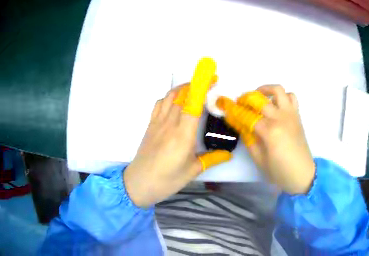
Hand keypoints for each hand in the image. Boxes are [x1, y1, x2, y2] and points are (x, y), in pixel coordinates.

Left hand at [124, 58, 231, 207]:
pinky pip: (159, 104)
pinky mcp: (150, 125)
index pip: (193, 103)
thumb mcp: (193, 171)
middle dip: (196, 84)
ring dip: (182, 88)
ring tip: (193, 88)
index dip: (203, 87)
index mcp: (183, 134)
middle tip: (209, 82)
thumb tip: (228, 154)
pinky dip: (168, 97)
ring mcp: (158, 123)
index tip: (212, 79)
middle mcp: (170, 124)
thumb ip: (212, 159)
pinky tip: (174, 102)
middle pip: (182, 95)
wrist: (140, 182)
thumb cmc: (168, 179)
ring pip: (169, 96)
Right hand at [217, 85, 314, 194]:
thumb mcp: (258, 159)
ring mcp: (291, 114)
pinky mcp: (297, 115)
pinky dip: (281, 96)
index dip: (234, 111)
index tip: (225, 108)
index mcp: (269, 132)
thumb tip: (240, 124)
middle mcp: (280, 118)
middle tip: (239, 104)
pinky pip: (291, 97)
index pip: (246, 115)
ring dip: (265, 90)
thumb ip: (248, 139)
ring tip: (257, 98)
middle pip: (258, 98)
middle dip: (245, 98)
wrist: (303, 174)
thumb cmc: (279, 171)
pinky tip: (274, 105)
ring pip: (278, 90)